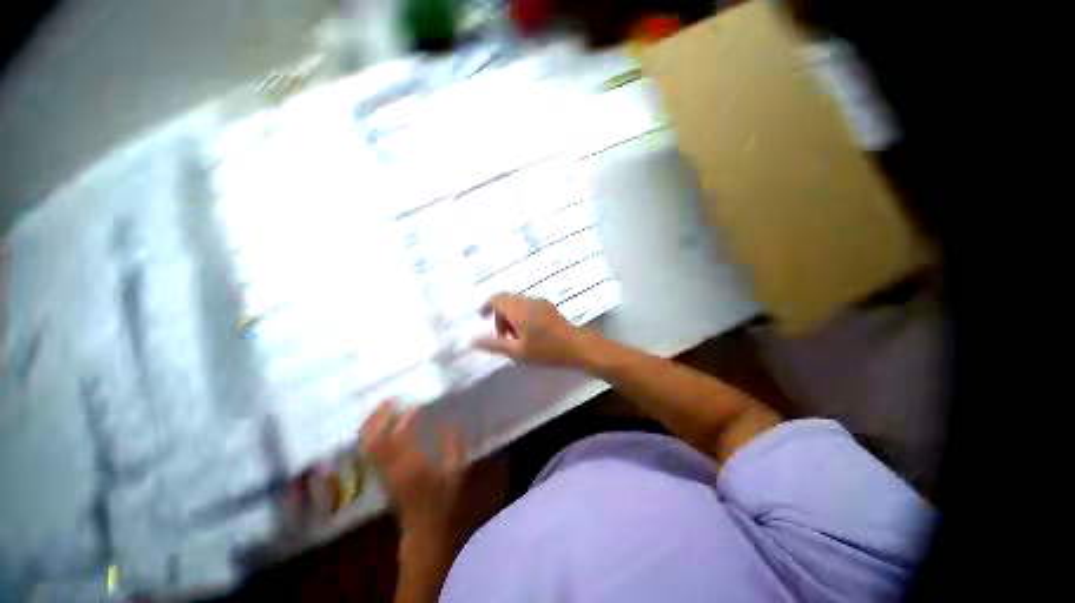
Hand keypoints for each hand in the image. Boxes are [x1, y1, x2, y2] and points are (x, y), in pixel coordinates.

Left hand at [359, 400, 465, 536]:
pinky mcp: (379, 476)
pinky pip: (369, 451)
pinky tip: (381, 424)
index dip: (405, 419)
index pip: (401, 438)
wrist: (422, 531)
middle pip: (375, 440)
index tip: (416, 405)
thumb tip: (454, 421)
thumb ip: (455, 445)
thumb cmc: (442, 501)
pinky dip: (371, 434)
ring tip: (384, 407)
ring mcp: (382, 473)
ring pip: (368, 445)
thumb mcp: (456, 472)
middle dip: (380, 417)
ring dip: (373, 424)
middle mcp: (392, 468)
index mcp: (413, 467)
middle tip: (391, 399)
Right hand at [474, 294, 590, 366]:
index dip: (486, 306)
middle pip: (506, 300)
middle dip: (499, 315)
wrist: (578, 346)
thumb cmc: (546, 350)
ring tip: (516, 337)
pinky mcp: (549, 307)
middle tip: (502, 336)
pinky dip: (521, 315)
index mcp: (518, 308)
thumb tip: (472, 340)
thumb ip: (493, 344)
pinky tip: (529, 333)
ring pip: (518, 303)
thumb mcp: (517, 351)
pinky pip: (528, 306)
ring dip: (511, 316)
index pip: (496, 298)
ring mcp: (540, 302)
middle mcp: (528, 300)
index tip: (482, 319)